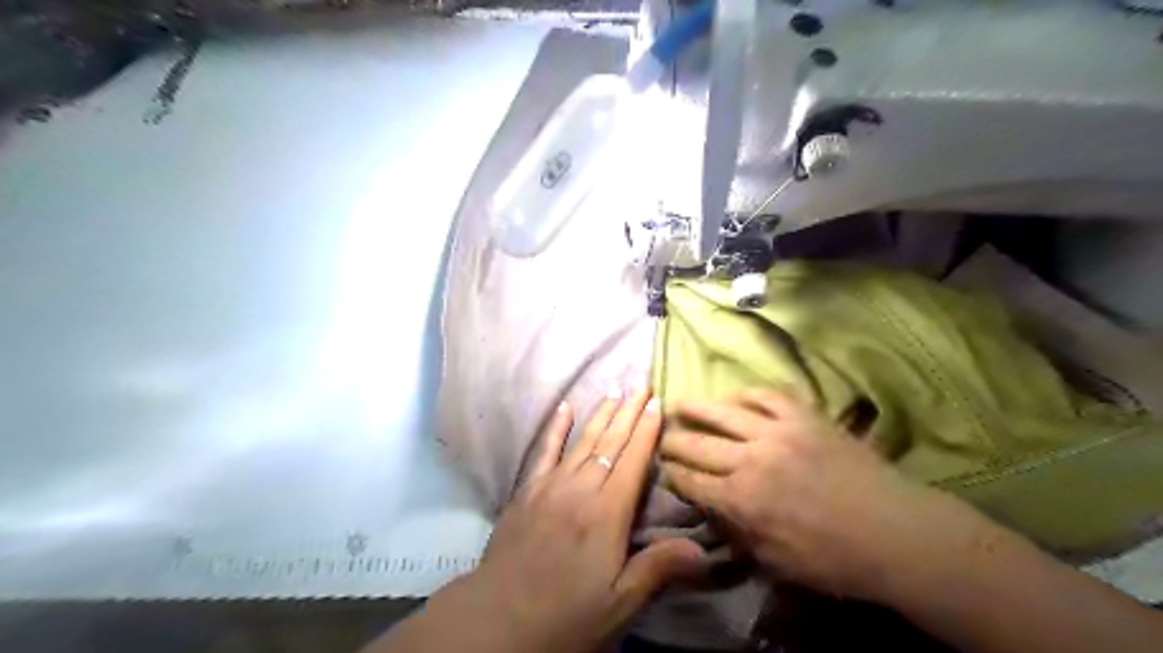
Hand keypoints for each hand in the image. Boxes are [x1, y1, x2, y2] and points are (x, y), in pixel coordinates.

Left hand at [466, 387, 709, 652]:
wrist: (499, 618)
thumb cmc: (566, 615)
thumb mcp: (619, 602)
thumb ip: (658, 568)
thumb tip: (703, 549)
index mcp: (607, 513)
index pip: (632, 460)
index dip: (647, 430)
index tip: (658, 404)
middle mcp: (581, 488)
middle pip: (610, 442)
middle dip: (628, 411)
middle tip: (641, 384)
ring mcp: (551, 485)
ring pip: (582, 440)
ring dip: (601, 414)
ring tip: (615, 391)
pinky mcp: (527, 490)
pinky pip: (544, 451)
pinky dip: (555, 428)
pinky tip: (564, 408)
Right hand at [657, 388, 937, 600]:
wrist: (896, 533)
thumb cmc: (835, 559)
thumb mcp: (775, 563)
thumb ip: (736, 534)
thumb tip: (711, 512)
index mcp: (741, 501)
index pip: (691, 481)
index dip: (672, 475)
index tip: (663, 469)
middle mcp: (751, 460)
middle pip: (697, 444)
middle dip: (673, 442)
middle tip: (662, 438)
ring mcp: (778, 433)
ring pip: (723, 412)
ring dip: (695, 407)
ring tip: (679, 403)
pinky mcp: (804, 417)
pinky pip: (766, 396)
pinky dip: (745, 394)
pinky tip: (734, 397)